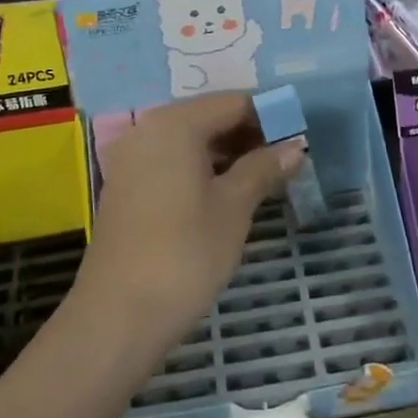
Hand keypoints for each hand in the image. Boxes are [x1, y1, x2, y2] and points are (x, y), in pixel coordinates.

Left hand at [72, 93, 300, 360]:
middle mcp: (147, 129)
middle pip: (208, 117)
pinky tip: (225, 195)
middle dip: (248, 135)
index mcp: (175, 124)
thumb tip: (295, 146)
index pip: (233, 102)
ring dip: (226, 154)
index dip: (269, 117)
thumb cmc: (185, 254)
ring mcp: (131, 158)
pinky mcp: (124, 186)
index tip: (299, 141)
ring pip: (189, 141)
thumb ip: (263, 168)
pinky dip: (200, 169)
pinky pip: (170, 161)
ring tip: (262, 180)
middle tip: (284, 163)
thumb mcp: (234, 208)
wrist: (118, 315)